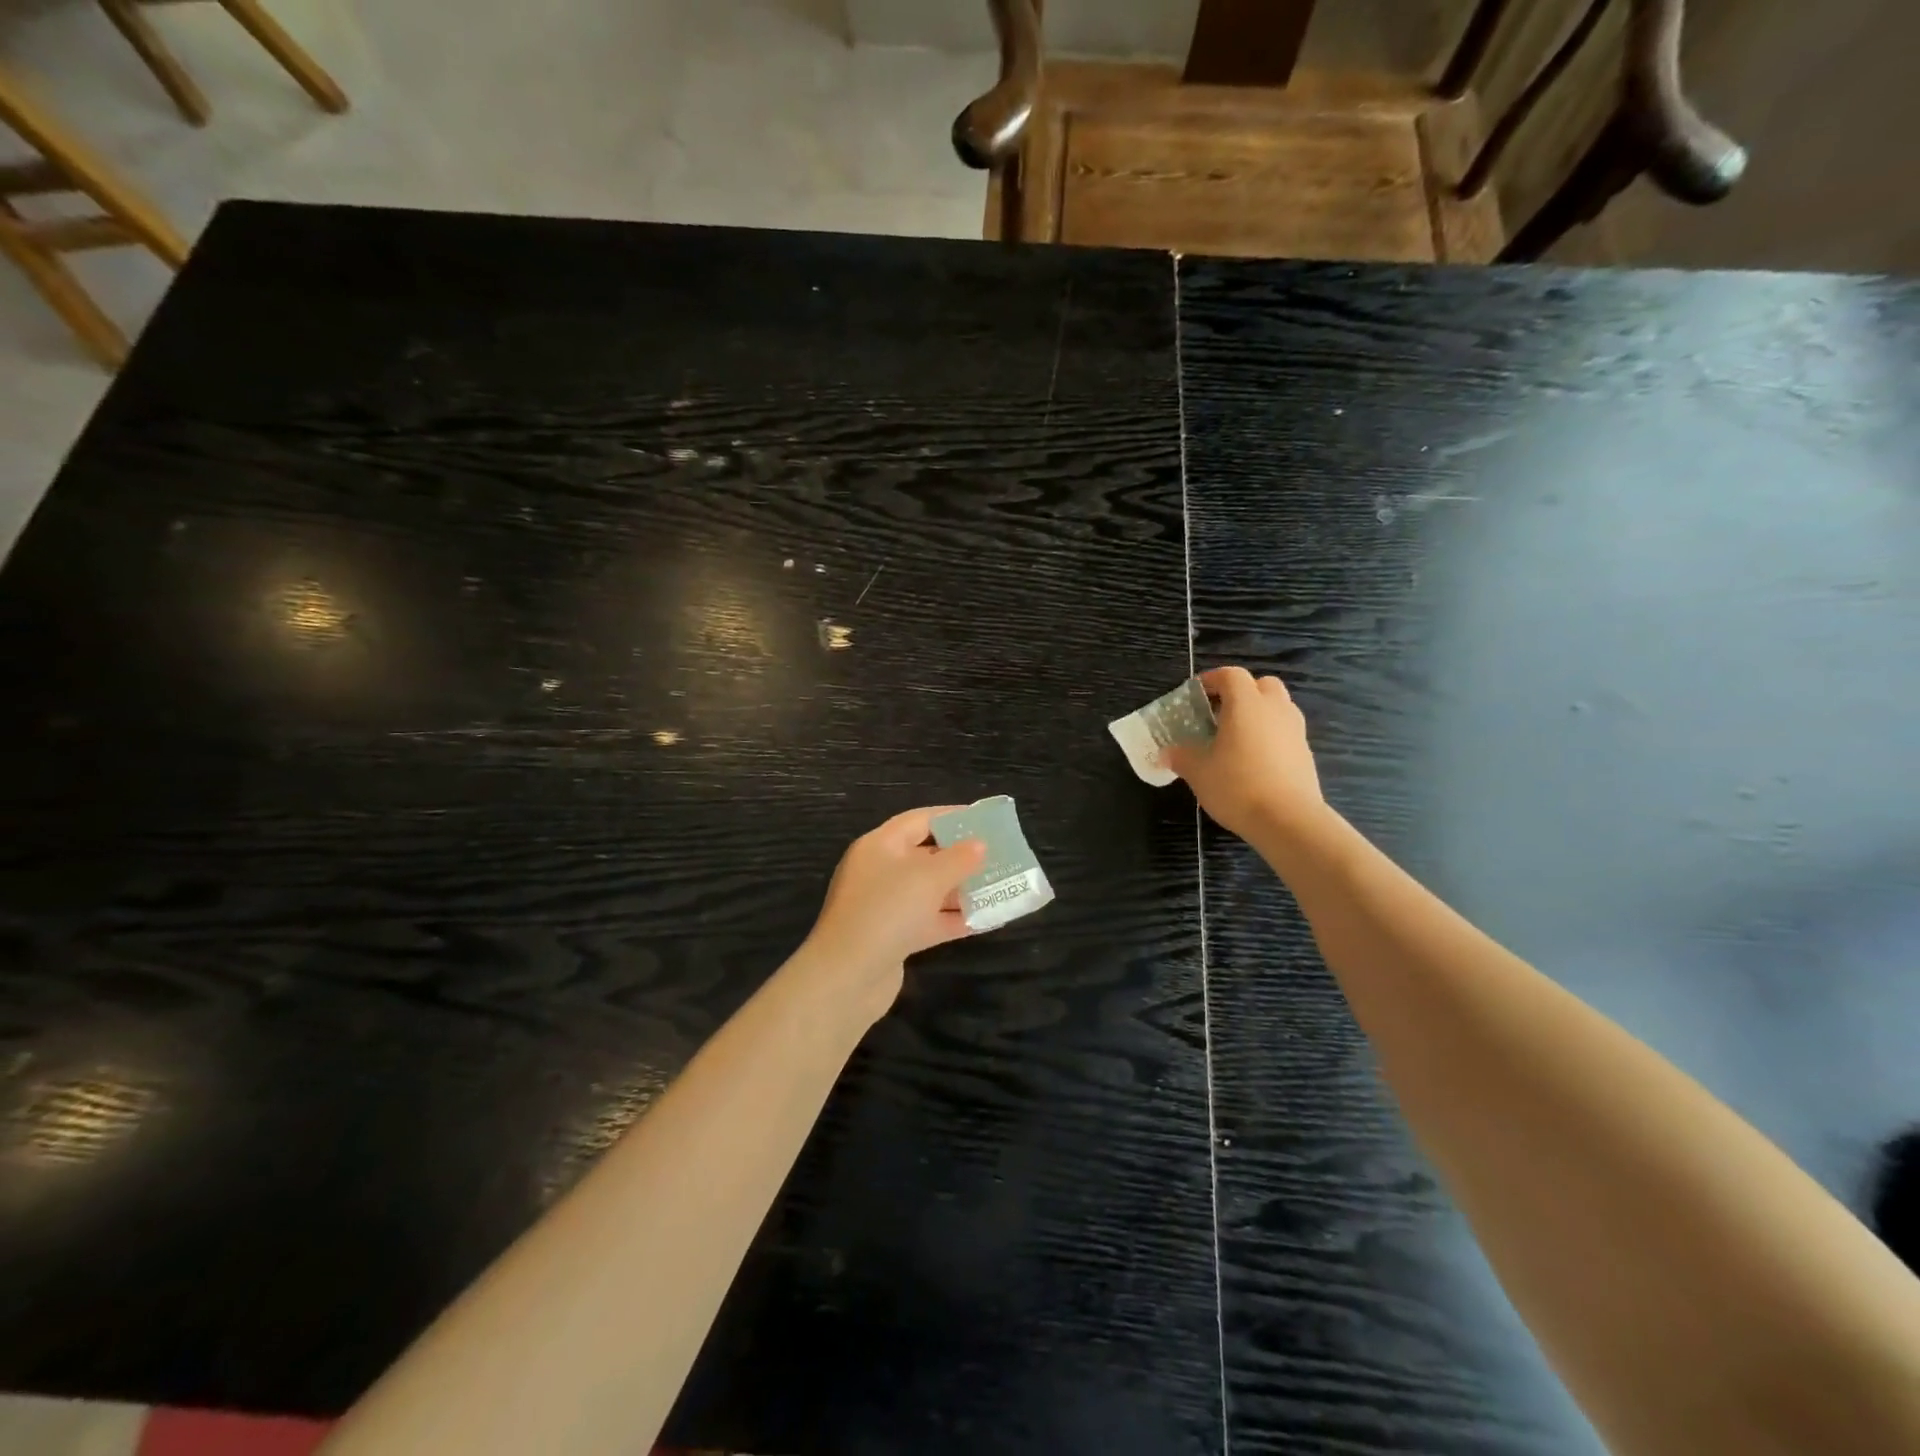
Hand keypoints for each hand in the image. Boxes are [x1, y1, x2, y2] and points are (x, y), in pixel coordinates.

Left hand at [796, 807, 986, 1022]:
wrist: (847, 977)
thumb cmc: (887, 911)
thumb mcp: (928, 877)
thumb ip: (959, 858)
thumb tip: (979, 845)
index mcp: (880, 845)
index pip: (919, 820)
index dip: (952, 817)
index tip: (985, 820)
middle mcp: (879, 871)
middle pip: (925, 855)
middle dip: (961, 857)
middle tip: (998, 856)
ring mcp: (884, 906)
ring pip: (929, 890)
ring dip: (961, 889)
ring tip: (998, 887)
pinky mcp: (892, 937)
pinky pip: (928, 920)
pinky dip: (952, 918)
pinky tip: (984, 920)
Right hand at [1166, 667, 1326, 843]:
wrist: (1288, 820)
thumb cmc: (1236, 786)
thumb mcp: (1198, 772)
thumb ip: (1181, 756)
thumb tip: (1166, 753)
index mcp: (1246, 704)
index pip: (1231, 675)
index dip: (1212, 679)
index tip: (1196, 694)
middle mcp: (1275, 709)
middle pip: (1262, 685)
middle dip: (1241, 693)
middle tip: (1220, 713)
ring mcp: (1295, 731)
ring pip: (1278, 708)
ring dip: (1258, 714)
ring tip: (1236, 738)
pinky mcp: (1305, 753)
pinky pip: (1285, 732)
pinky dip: (1270, 736)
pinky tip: (1254, 761)